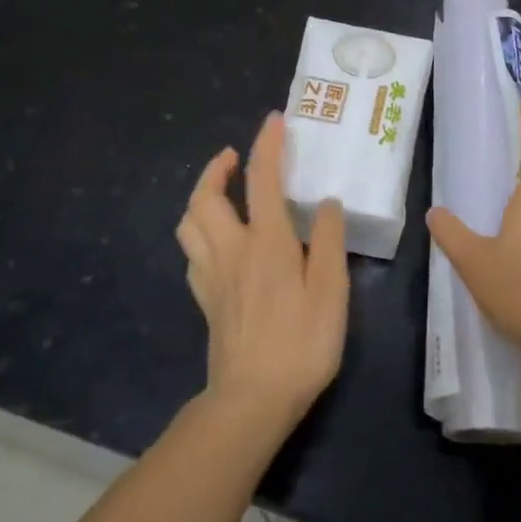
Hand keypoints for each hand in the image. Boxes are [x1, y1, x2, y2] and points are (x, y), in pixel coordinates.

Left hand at [177, 113, 348, 432]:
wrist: (252, 402)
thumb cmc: (301, 343)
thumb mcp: (331, 290)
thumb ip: (329, 241)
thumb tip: (326, 203)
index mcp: (266, 242)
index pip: (261, 179)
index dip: (267, 145)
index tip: (274, 120)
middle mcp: (232, 250)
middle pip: (206, 198)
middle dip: (216, 168)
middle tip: (235, 157)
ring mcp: (212, 277)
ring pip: (189, 224)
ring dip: (200, 197)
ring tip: (222, 192)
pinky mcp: (206, 301)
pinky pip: (192, 255)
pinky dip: (200, 234)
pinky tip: (218, 243)